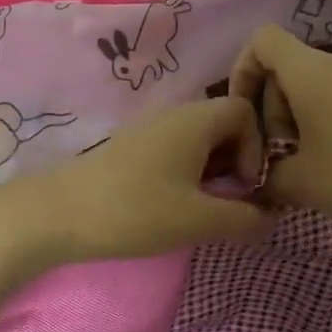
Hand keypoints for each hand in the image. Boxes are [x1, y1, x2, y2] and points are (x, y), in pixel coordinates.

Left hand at [0, 96, 276, 268]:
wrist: (61, 213)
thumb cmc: (136, 210)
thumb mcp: (199, 219)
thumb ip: (244, 217)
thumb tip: (271, 215)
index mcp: (195, 119)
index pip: (246, 112)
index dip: (258, 147)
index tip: (246, 185)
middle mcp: (175, 115)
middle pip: (225, 124)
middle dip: (239, 161)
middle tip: (232, 201)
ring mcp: (151, 130)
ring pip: (200, 140)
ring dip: (214, 171)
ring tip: (207, 208)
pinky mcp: (133, 149)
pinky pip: (177, 151)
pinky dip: (189, 173)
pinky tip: (177, 205)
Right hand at [229, 24, 331, 257]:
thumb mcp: (305, 184)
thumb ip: (268, 175)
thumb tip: (256, 178)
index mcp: (312, 71)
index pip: (262, 40)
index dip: (242, 70)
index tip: (244, 113)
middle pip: (290, 68)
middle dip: (274, 109)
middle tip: (281, 157)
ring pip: (321, 85)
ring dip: (304, 119)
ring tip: (314, 166)